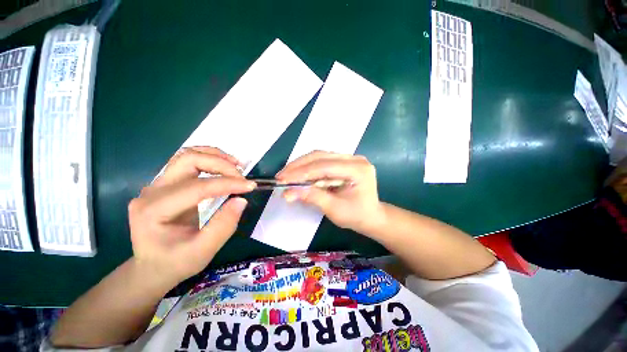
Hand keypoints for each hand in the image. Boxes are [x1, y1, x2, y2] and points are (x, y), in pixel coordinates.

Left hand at [128, 147, 255, 286]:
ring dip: (215, 157)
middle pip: (188, 160)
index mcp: (154, 210)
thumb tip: (241, 199)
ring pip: (188, 155)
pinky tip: (224, 168)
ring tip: (236, 166)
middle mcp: (152, 191)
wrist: (152, 267)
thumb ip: (223, 226)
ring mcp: (157, 185)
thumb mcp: (203, 252)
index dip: (227, 184)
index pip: (196, 187)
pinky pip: (189, 162)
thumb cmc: (175, 263)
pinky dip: (210, 160)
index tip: (250, 186)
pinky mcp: (166, 184)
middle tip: (242, 177)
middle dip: (220, 164)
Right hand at [276, 151, 385, 234]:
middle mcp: (355, 159)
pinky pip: (323, 160)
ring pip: (320, 156)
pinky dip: (309, 167)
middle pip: (321, 156)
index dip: (302, 172)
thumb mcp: (334, 209)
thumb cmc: (356, 216)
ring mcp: (350, 158)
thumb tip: (288, 193)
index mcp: (358, 170)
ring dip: (301, 165)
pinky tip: (298, 173)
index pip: (325, 166)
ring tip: (286, 174)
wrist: (371, 216)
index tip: (283, 179)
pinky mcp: (344, 161)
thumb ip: (312, 197)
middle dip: (298, 166)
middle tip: (281, 176)